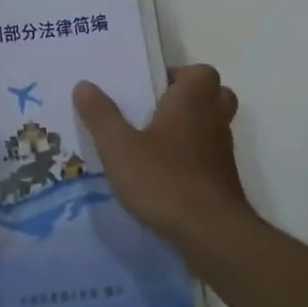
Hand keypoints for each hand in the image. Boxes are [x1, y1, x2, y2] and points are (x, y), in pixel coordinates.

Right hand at [74, 66, 252, 253]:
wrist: (212, 235)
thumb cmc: (165, 180)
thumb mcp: (120, 147)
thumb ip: (101, 115)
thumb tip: (83, 84)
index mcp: (192, 101)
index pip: (200, 72)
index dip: (178, 75)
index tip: (151, 89)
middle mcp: (213, 120)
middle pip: (214, 96)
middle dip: (189, 99)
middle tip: (156, 111)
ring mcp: (222, 152)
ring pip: (212, 126)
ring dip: (191, 129)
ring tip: (155, 143)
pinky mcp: (224, 181)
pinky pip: (210, 156)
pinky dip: (193, 158)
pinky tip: (165, 175)